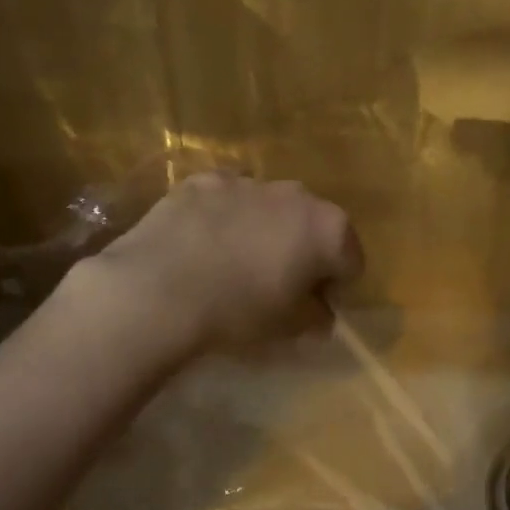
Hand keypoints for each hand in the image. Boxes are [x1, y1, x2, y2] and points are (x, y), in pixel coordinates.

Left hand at [84, 174, 362, 352]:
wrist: (158, 289)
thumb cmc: (237, 313)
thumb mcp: (288, 328)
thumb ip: (315, 317)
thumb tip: (320, 314)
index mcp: (328, 228)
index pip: (350, 260)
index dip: (337, 287)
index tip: (315, 309)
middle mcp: (295, 194)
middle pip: (312, 225)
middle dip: (302, 251)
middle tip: (277, 285)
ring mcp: (246, 182)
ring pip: (268, 208)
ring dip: (263, 231)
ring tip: (234, 264)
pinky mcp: (202, 181)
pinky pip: (226, 200)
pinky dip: (224, 218)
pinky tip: (202, 245)